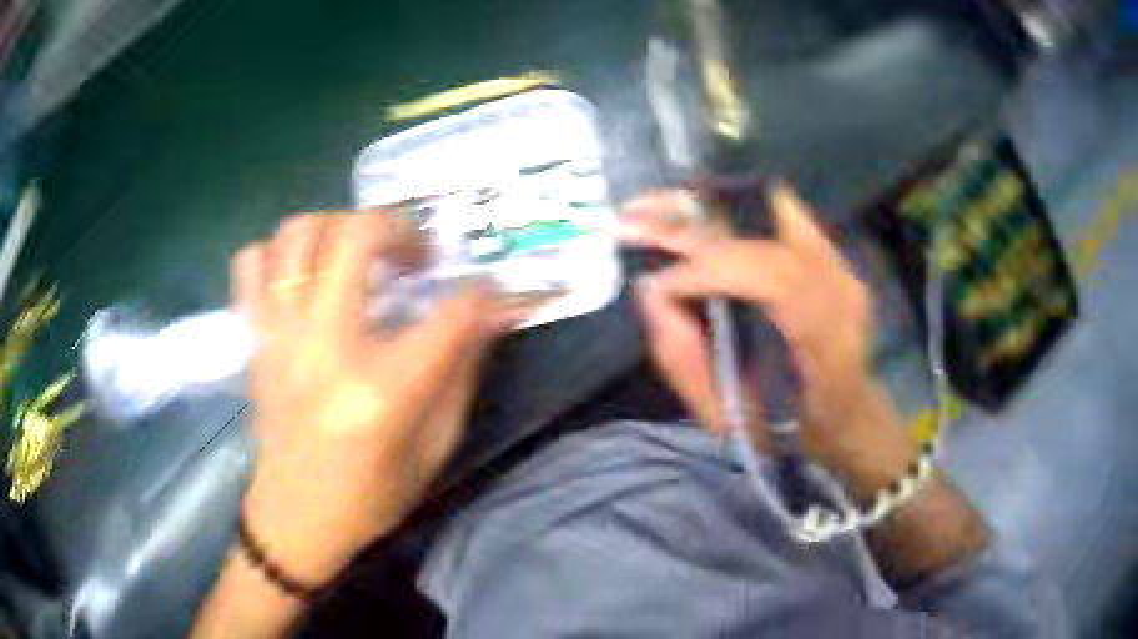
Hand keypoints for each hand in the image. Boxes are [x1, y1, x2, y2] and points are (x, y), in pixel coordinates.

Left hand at [231, 212, 517, 587]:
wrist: (296, 518)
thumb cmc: (371, 495)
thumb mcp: (434, 447)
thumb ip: (461, 371)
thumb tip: (488, 312)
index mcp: (383, 390)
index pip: (452, 312)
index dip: (484, 294)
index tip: (490, 294)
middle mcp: (325, 347)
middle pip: (358, 236)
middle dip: (402, 228)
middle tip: (416, 255)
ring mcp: (280, 337)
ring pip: (299, 234)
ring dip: (338, 227)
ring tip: (358, 253)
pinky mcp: (255, 340)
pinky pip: (252, 264)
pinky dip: (279, 254)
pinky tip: (303, 276)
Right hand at [620, 184, 909, 479]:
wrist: (848, 416)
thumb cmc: (791, 432)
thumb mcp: (731, 419)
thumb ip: (686, 359)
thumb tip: (651, 289)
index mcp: (830, 346)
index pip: (775, 277)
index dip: (710, 269)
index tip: (658, 283)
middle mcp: (843, 290)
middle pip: (769, 229)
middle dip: (692, 223)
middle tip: (630, 221)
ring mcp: (840, 264)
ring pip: (769, 206)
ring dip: (704, 204)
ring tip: (648, 206)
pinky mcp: (829, 252)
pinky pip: (772, 213)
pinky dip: (725, 208)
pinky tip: (686, 212)